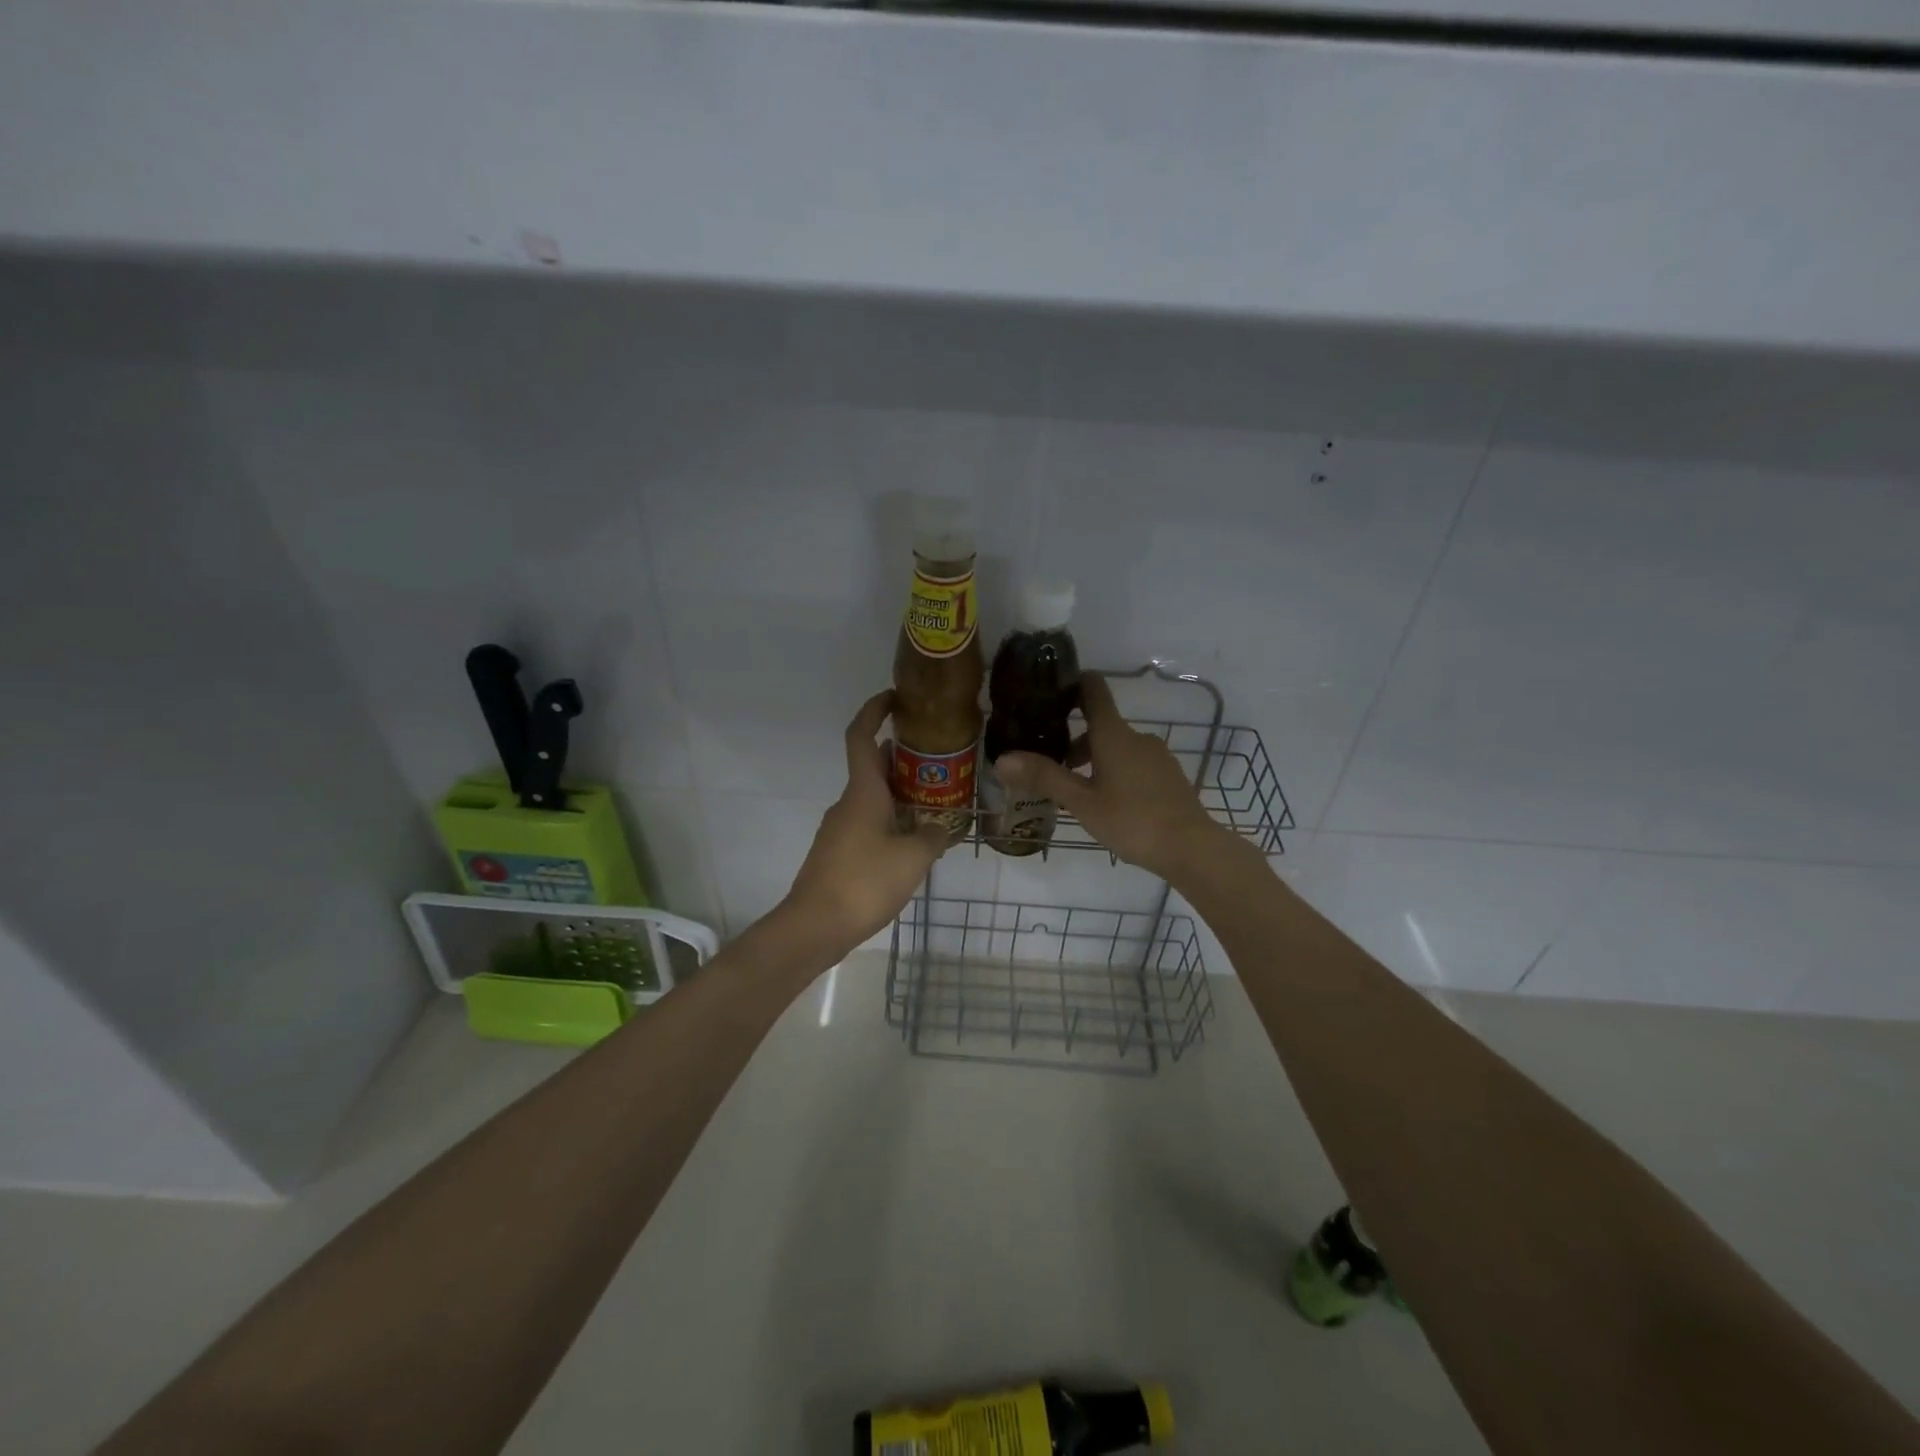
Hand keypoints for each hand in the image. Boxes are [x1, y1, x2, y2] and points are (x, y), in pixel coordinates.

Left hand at [777, 691, 949, 960]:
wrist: (815, 926)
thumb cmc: (864, 882)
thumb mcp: (913, 858)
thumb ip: (932, 837)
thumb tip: (940, 828)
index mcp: (863, 792)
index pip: (862, 737)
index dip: (874, 711)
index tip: (894, 698)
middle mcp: (848, 803)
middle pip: (873, 767)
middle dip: (903, 758)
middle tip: (938, 759)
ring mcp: (840, 828)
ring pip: (872, 797)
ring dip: (900, 792)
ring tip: (936, 802)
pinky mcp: (838, 852)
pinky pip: (868, 822)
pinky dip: (890, 819)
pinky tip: (913, 841)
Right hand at [994, 673, 1224, 880]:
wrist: (1191, 847)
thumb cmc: (1132, 820)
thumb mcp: (1082, 802)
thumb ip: (1044, 778)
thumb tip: (1001, 759)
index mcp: (1113, 735)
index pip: (1093, 690)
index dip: (1073, 683)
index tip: (1051, 690)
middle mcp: (1137, 737)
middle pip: (1101, 726)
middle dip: (1075, 741)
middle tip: (1051, 767)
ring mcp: (1157, 756)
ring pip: (1118, 748)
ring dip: (1095, 761)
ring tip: (1077, 793)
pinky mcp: (1169, 776)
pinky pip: (1135, 764)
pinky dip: (1116, 772)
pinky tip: (1109, 804)